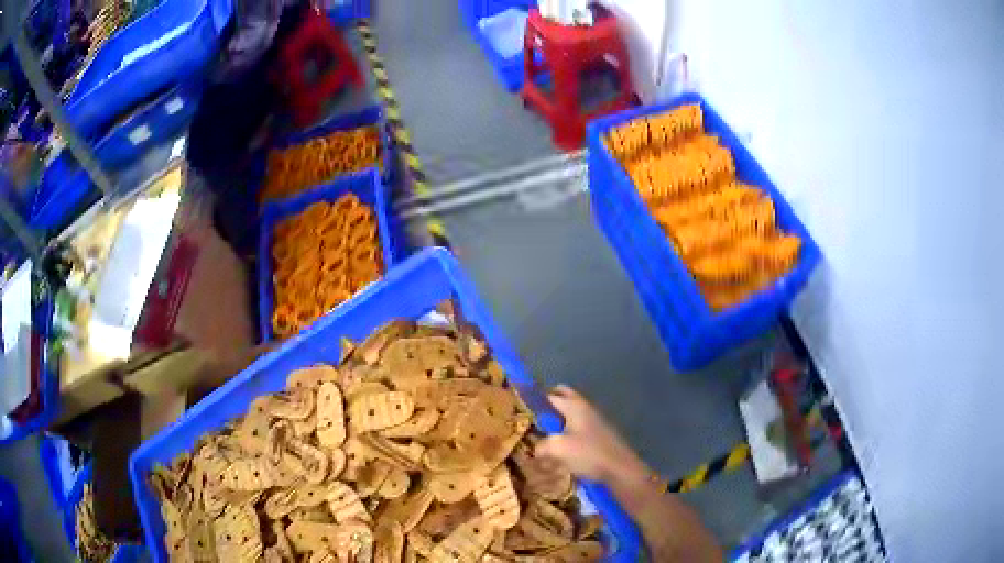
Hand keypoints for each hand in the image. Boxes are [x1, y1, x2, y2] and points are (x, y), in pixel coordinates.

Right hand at [534, 386, 648, 484]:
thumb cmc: (589, 454)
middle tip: (532, 421)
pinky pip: (576, 427)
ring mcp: (593, 420)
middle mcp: (584, 408)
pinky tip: (559, 448)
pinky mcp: (597, 434)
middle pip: (562, 398)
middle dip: (547, 407)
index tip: (518, 411)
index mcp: (574, 406)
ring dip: (556, 420)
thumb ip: (541, 446)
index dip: (532, 401)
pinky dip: (566, 432)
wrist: (619, 469)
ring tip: (542, 437)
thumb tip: (536, 449)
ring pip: (570, 413)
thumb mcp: (558, 449)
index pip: (548, 396)